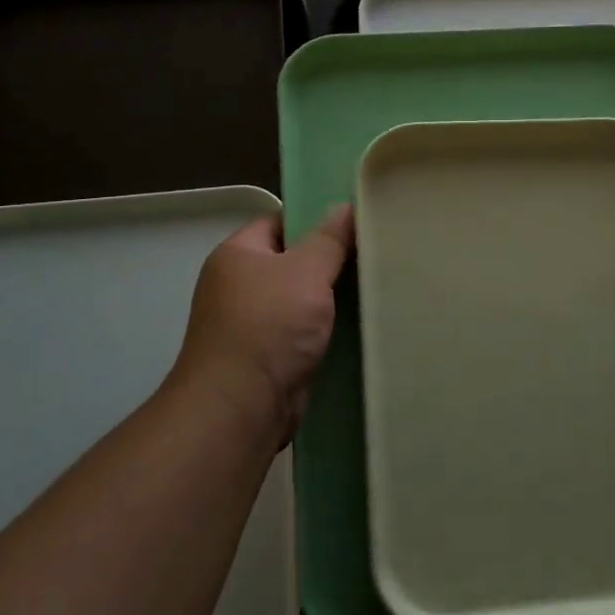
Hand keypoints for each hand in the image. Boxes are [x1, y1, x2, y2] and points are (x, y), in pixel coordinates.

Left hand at [169, 205, 353, 444]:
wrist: (242, 408)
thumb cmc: (269, 326)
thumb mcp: (305, 272)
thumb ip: (329, 239)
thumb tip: (346, 207)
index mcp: (238, 254)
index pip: (281, 222)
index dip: (317, 220)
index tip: (357, 224)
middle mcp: (240, 286)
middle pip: (294, 262)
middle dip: (331, 262)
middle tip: (375, 255)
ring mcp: (253, 324)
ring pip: (302, 301)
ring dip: (332, 300)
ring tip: (377, 287)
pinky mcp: (269, 357)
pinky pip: (304, 333)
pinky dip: (327, 331)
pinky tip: (361, 327)